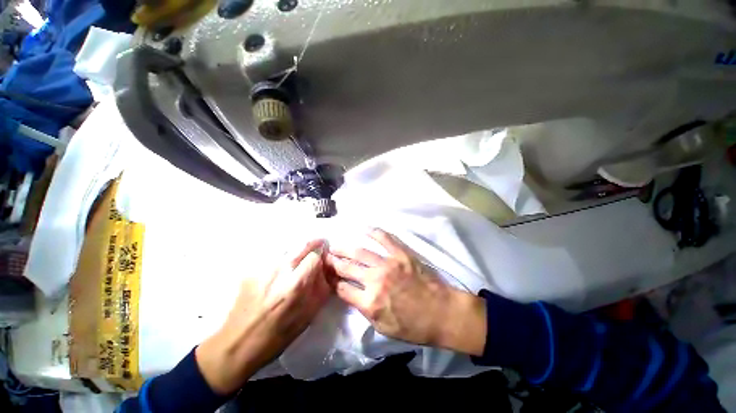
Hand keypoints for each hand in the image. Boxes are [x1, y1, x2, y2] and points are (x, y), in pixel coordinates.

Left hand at [196, 240, 329, 393]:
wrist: (236, 345)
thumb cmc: (276, 336)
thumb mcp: (307, 316)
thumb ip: (321, 289)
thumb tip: (325, 270)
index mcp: (295, 285)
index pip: (314, 256)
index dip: (321, 255)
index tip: (324, 255)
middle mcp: (279, 271)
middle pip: (301, 244)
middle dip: (313, 242)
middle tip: (318, 243)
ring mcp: (262, 269)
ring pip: (287, 246)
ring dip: (297, 247)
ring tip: (301, 254)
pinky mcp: (250, 270)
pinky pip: (272, 254)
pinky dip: (283, 254)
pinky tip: (282, 265)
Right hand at [326, 229, 485, 355]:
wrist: (442, 313)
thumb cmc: (414, 326)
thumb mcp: (384, 328)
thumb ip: (364, 310)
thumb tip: (351, 294)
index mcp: (370, 302)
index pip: (342, 289)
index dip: (331, 282)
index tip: (326, 276)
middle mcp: (375, 280)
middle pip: (347, 268)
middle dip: (332, 262)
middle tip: (325, 257)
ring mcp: (388, 264)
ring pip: (360, 252)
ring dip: (345, 248)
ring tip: (335, 245)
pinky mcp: (401, 254)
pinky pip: (385, 239)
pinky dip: (373, 232)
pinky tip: (364, 228)